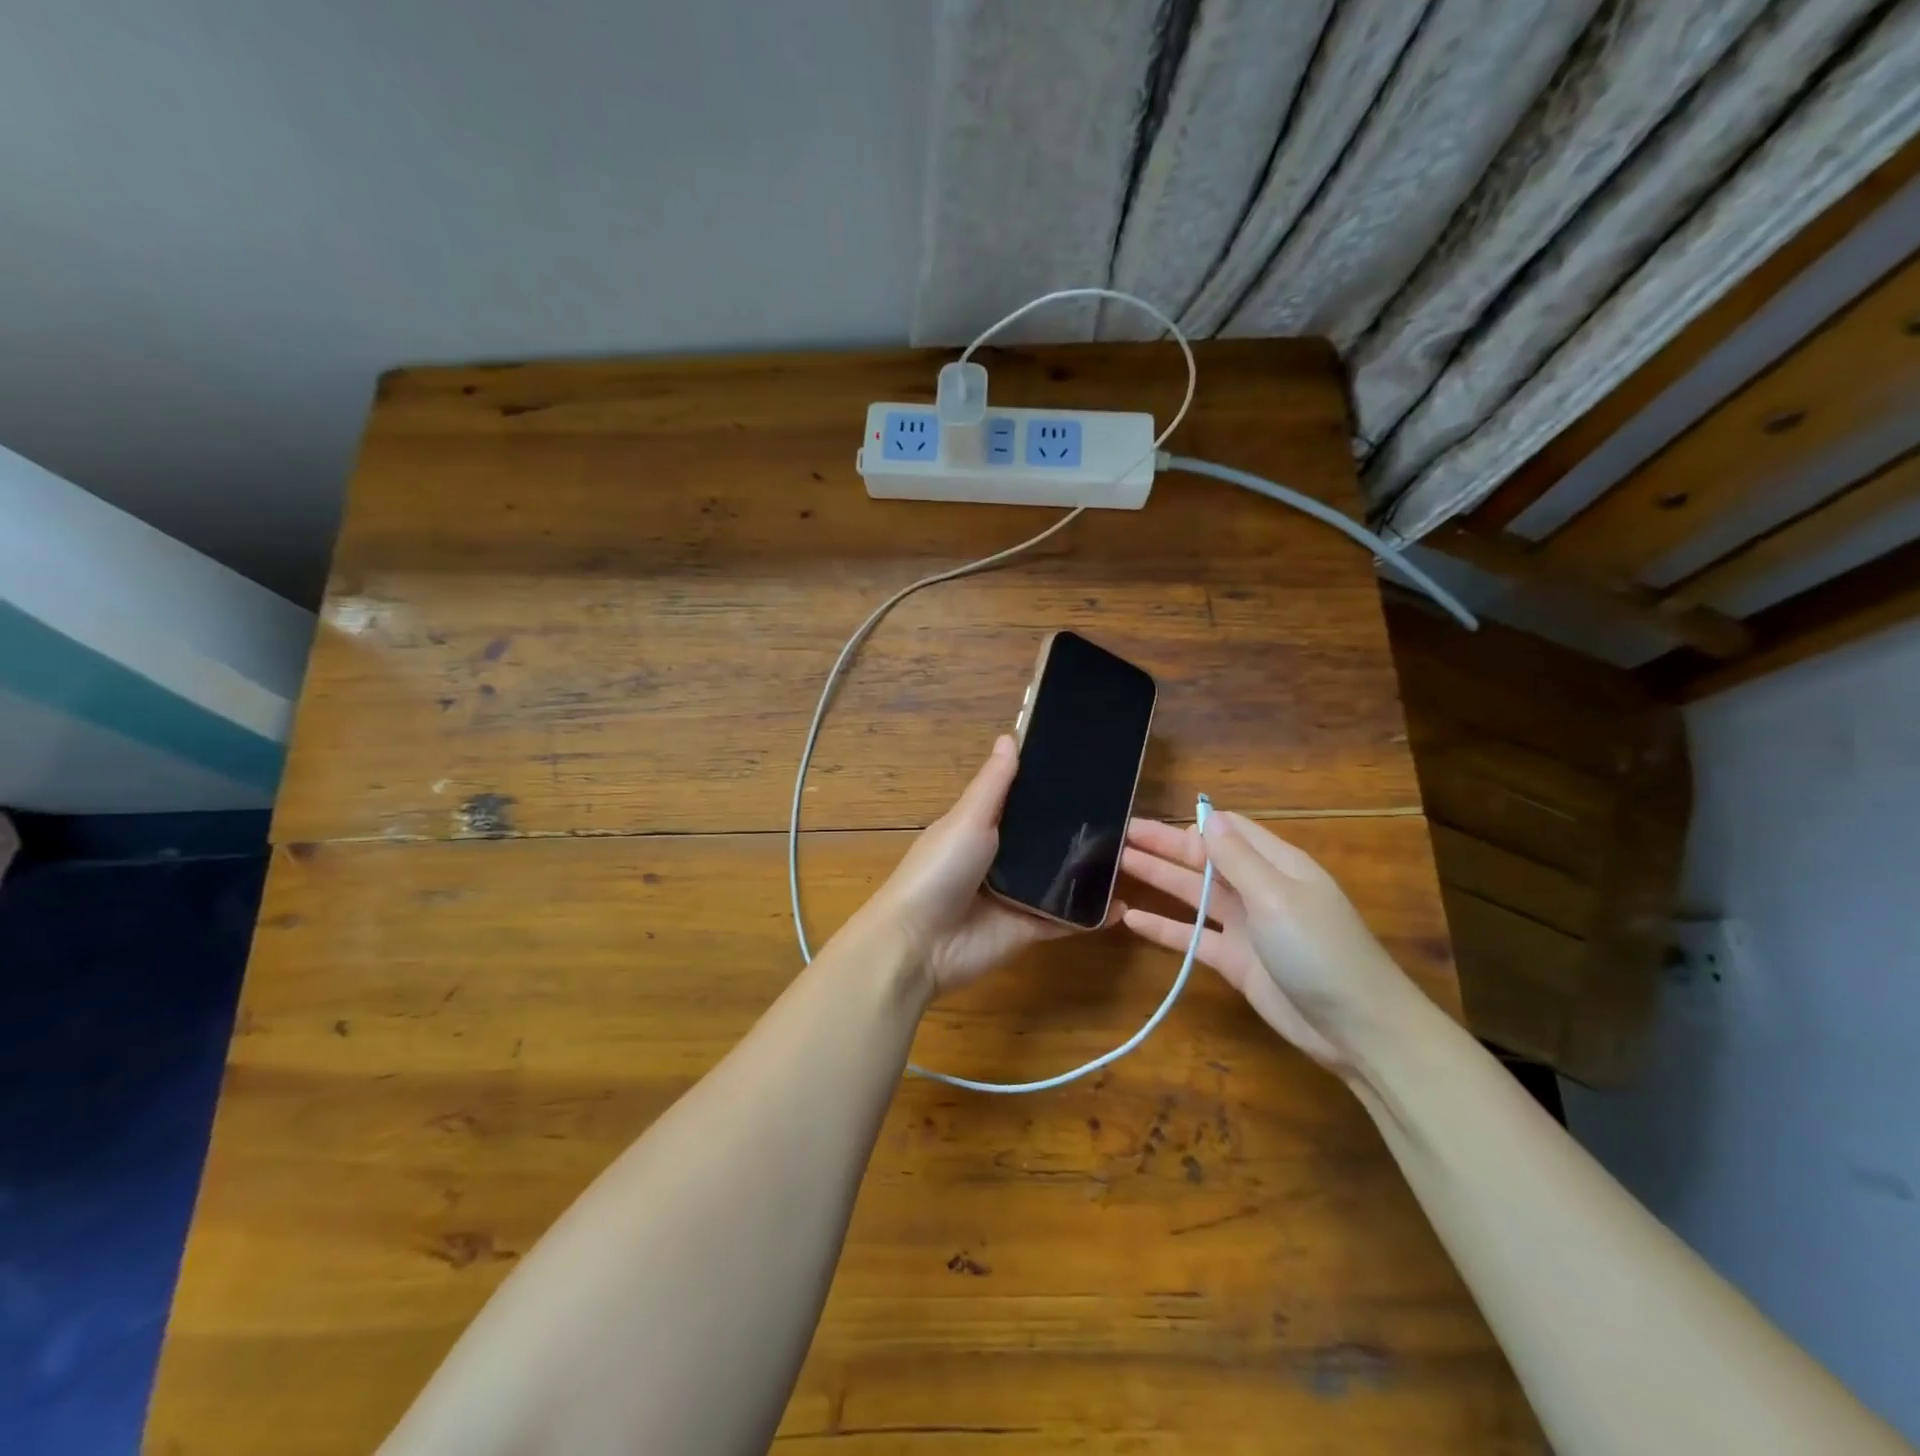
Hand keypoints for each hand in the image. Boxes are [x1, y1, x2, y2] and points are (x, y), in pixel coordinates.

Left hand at [864, 735, 1113, 995]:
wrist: (921, 944)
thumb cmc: (940, 870)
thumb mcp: (967, 819)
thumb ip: (994, 784)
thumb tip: (1010, 736)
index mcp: (982, 827)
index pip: (1022, 801)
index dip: (1049, 786)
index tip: (1090, 766)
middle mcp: (1002, 858)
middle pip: (1046, 839)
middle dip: (1077, 829)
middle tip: (1126, 811)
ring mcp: (1017, 895)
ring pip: (1060, 878)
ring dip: (1088, 870)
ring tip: (1133, 852)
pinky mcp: (1030, 929)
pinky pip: (1066, 919)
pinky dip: (1091, 914)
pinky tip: (1121, 904)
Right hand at [1118, 812, 1412, 1071]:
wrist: (1356, 1029)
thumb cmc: (1321, 950)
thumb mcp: (1277, 896)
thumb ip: (1237, 858)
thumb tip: (1206, 816)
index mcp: (1277, 865)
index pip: (1229, 830)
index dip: (1192, 823)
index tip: (1154, 817)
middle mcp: (1258, 889)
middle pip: (1204, 859)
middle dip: (1164, 846)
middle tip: (1119, 833)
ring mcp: (1246, 927)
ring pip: (1193, 894)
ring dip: (1158, 878)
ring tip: (1117, 864)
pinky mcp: (1234, 961)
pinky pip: (1191, 936)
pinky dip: (1163, 927)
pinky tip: (1131, 918)